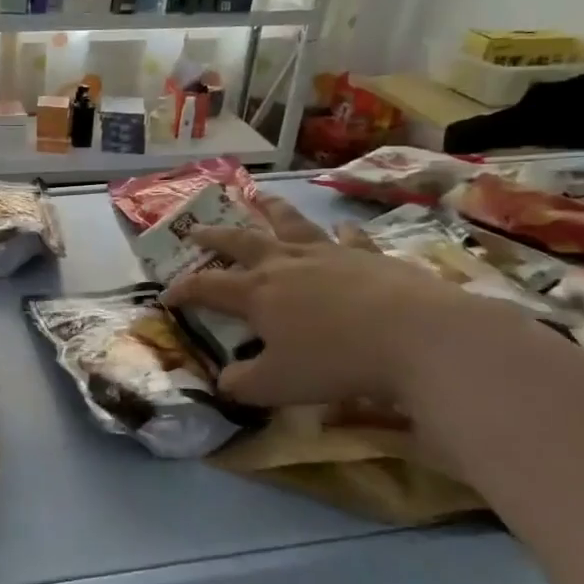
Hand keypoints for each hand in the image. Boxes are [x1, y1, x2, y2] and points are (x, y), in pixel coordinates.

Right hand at [162, 195, 505, 407]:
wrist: (418, 337)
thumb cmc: (336, 361)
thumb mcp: (277, 385)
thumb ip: (243, 384)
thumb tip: (223, 382)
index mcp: (257, 293)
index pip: (207, 286)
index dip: (183, 290)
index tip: (166, 296)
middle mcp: (286, 264)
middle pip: (241, 241)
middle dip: (214, 236)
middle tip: (196, 227)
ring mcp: (329, 254)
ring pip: (292, 225)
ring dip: (272, 211)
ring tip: (262, 198)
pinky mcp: (370, 256)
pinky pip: (350, 239)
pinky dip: (341, 233)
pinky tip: (341, 230)